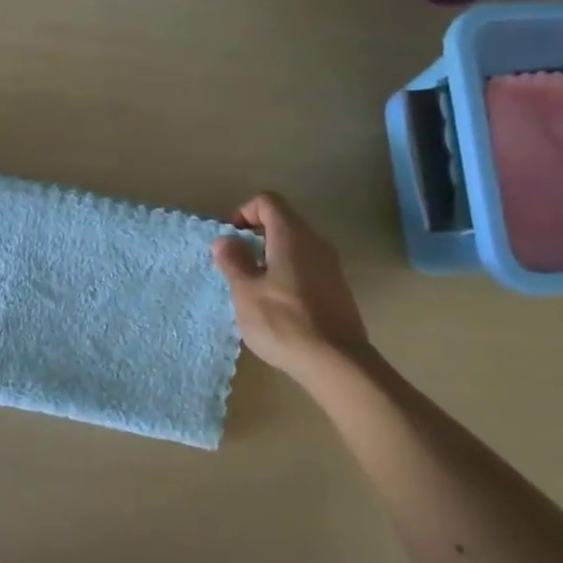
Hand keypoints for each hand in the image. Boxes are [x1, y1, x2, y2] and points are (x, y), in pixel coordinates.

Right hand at [212, 193, 369, 380]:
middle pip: (283, 221)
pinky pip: (306, 267)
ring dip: (270, 257)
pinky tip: (276, 305)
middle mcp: (315, 242)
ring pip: (295, 246)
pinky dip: (287, 273)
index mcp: (291, 235)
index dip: (244, 213)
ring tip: (253, 287)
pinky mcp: (336, 288)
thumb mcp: (245, 292)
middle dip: (255, 236)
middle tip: (236, 265)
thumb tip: (225, 240)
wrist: (335, 361)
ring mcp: (330, 265)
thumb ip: (233, 261)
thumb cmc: (283, 321)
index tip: (230, 241)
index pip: (268, 202)